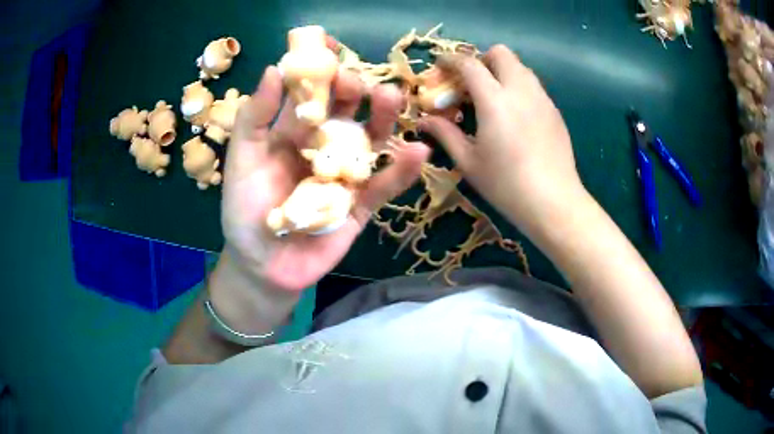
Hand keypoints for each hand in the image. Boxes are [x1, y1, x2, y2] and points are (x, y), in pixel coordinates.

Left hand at [221, 67, 429, 293]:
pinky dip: (401, 171)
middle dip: (353, 92)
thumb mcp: (241, 162)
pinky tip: (418, 152)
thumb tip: (272, 70)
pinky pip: (384, 185)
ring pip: (370, 141)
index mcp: (291, 133)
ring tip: (393, 98)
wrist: (263, 266)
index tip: (329, 48)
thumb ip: (254, 119)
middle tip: (358, 83)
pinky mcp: (361, 205)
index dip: (320, 70)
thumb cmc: (245, 213)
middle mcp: (322, 147)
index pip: (310, 94)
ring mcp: (345, 174)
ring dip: (384, 120)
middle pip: (345, 112)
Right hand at [419, 45, 586, 237]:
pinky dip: (518, 88)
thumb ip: (445, 133)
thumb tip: (424, 120)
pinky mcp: (555, 111)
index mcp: (495, 100)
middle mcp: (521, 90)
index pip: (469, 64)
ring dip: (501, 72)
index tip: (440, 65)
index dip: (450, 60)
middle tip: (471, 83)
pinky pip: (533, 86)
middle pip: (501, 53)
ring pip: (520, 67)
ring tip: (493, 99)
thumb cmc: (506, 185)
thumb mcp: (468, 161)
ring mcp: (542, 99)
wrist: (553, 203)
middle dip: (481, 59)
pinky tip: (515, 116)